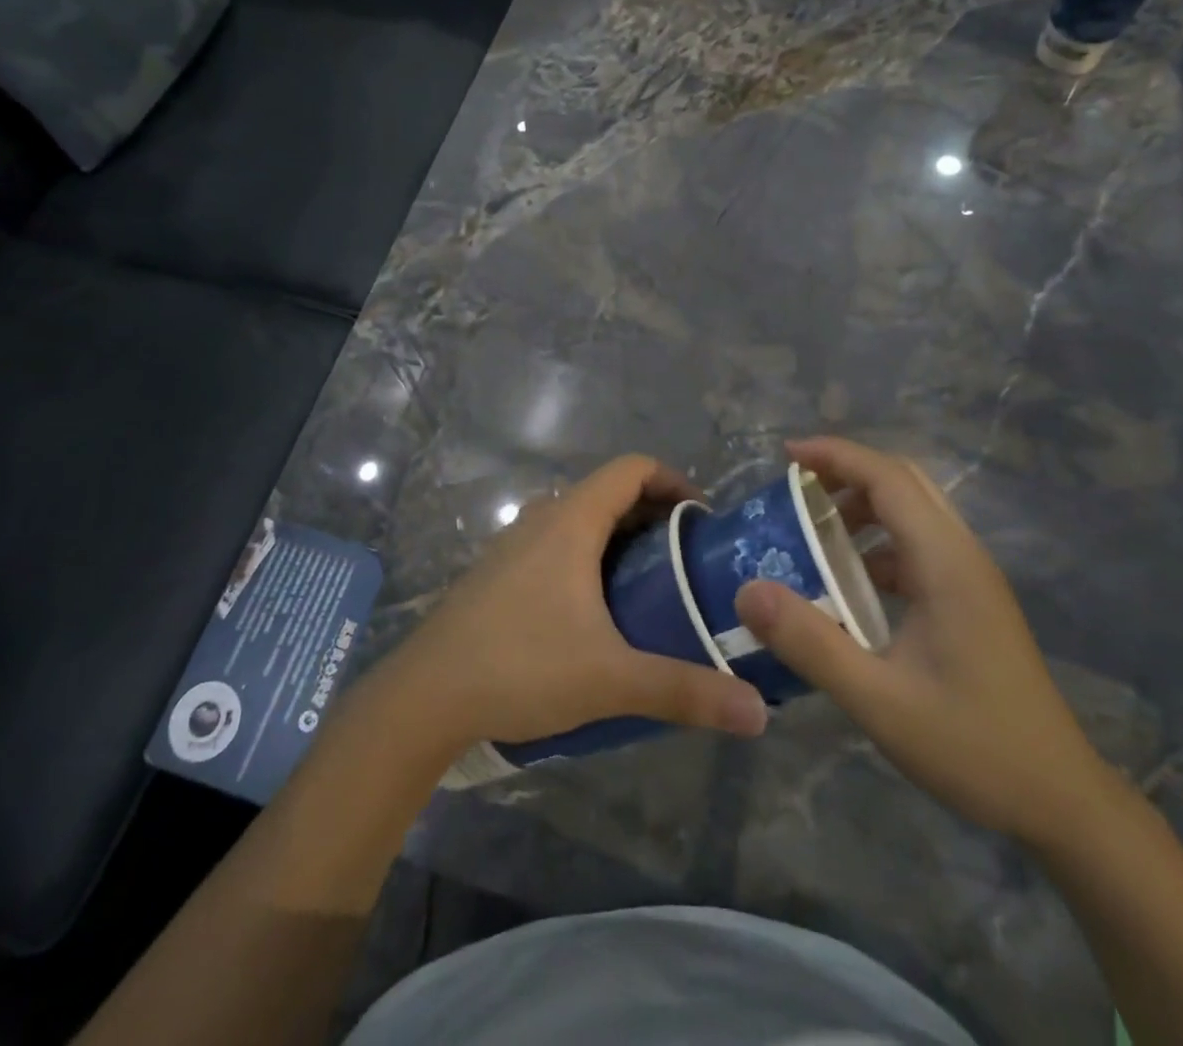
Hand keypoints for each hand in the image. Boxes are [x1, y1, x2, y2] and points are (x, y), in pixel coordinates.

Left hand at [389, 456, 769, 748]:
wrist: (425, 696)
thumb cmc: (520, 667)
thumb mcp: (611, 679)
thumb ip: (684, 690)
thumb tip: (757, 713)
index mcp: (570, 522)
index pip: (632, 468)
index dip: (673, 480)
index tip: (703, 519)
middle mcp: (541, 519)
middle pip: (608, 493)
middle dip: (653, 516)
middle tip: (688, 559)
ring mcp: (513, 544)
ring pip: (579, 520)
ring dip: (619, 538)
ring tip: (651, 584)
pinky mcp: (498, 572)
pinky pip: (555, 544)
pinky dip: (588, 557)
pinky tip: (597, 611)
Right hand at [734, 436, 1114, 846]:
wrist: (1062, 803)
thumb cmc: (973, 746)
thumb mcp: (878, 699)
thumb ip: (811, 643)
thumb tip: (748, 591)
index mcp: (946, 562)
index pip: (888, 478)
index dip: (835, 455)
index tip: (784, 456)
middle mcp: (962, 556)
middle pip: (903, 483)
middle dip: (846, 473)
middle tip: (792, 490)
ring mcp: (970, 580)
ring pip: (912, 514)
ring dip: (861, 508)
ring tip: (810, 532)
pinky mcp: (969, 603)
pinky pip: (916, 548)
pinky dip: (875, 545)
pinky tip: (846, 584)